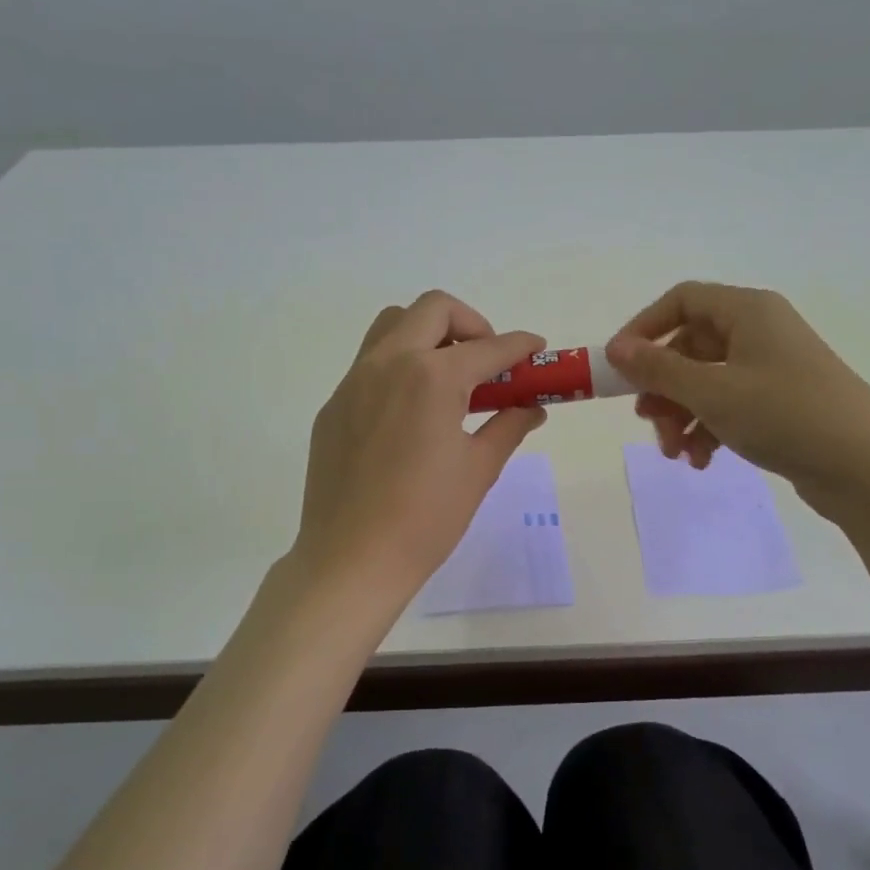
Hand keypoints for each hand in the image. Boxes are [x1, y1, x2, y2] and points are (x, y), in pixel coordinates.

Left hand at [293, 290, 546, 600]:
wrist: (351, 560)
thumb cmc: (426, 518)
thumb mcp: (478, 470)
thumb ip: (508, 426)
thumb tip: (532, 408)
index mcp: (432, 377)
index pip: (489, 347)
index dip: (520, 345)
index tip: (536, 350)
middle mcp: (389, 363)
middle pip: (433, 309)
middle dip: (471, 324)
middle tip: (487, 362)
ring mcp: (354, 382)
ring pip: (393, 325)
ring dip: (428, 334)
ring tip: (448, 377)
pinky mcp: (333, 406)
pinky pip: (369, 364)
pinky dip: (399, 367)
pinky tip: (411, 413)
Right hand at [606, 281, 869, 508]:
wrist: (867, 467)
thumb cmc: (785, 415)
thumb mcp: (712, 392)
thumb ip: (658, 369)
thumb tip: (615, 348)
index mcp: (747, 311)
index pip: (681, 301)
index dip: (644, 329)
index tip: (619, 366)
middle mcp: (759, 331)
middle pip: (690, 346)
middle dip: (662, 387)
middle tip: (648, 422)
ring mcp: (772, 368)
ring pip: (705, 381)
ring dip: (681, 415)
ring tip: (676, 453)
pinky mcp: (780, 402)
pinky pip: (728, 405)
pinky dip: (708, 429)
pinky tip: (702, 461)